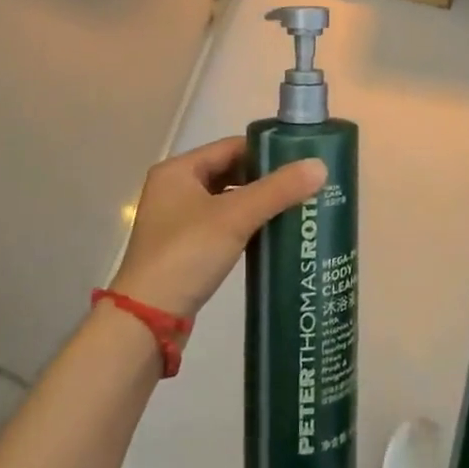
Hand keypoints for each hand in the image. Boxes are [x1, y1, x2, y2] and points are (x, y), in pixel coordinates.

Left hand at [107, 136, 326, 319]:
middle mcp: (174, 188)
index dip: (266, 152)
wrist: (148, 321)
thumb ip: (278, 190)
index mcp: (178, 170)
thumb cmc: (187, 254)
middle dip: (265, 179)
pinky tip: (271, 234)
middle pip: (229, 172)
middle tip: (303, 185)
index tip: (301, 161)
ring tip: (295, 207)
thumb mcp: (235, 217)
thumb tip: (321, 166)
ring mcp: (177, 220)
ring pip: (226, 200)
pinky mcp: (184, 249)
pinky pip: (222, 225)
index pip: (231, 146)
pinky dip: (245, 225)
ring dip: (257, 204)